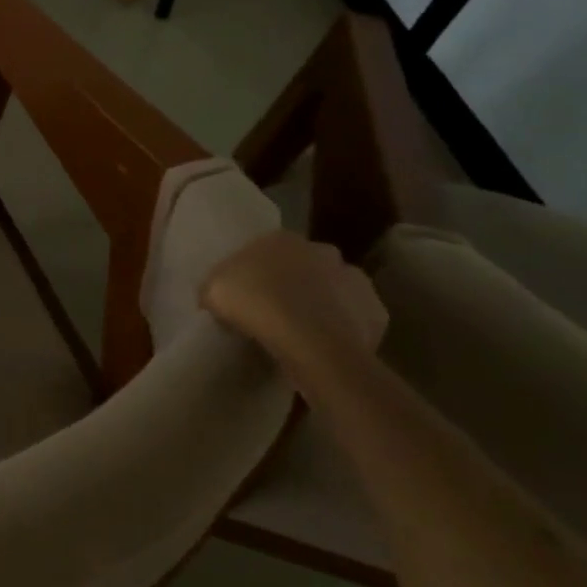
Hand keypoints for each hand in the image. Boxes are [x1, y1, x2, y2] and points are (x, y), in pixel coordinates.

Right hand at [200, 230, 387, 369]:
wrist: (309, 340)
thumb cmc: (253, 303)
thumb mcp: (211, 290)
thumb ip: (216, 286)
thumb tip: (219, 295)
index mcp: (281, 239)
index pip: (266, 249)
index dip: (255, 272)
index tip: (245, 294)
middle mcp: (322, 250)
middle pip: (304, 266)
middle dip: (294, 283)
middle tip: (273, 311)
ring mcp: (355, 280)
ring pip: (333, 291)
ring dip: (321, 305)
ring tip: (300, 333)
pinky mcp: (376, 312)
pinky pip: (352, 320)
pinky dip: (341, 329)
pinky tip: (323, 346)